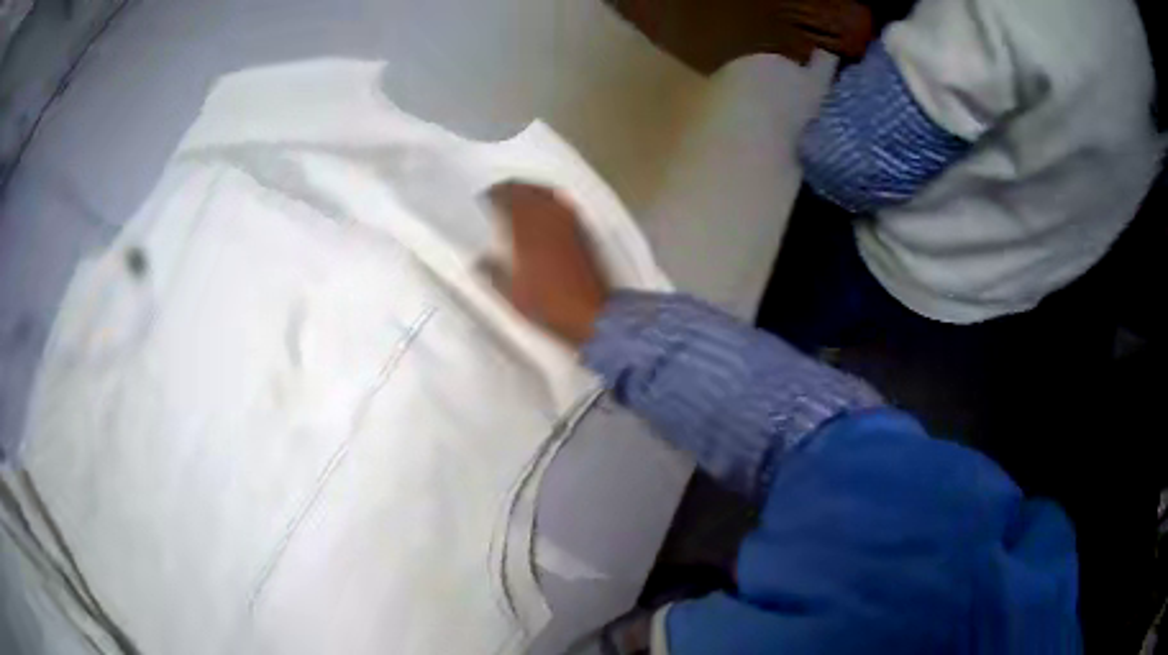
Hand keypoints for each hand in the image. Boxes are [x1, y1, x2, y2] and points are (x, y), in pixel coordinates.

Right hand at [486, 181, 609, 346]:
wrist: (593, 314)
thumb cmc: (551, 308)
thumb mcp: (511, 295)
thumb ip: (492, 272)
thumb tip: (479, 260)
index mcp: (523, 231)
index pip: (503, 199)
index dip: (490, 196)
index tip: (483, 199)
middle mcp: (546, 219)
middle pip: (523, 190)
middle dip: (507, 190)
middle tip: (497, 194)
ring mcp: (567, 221)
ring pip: (542, 192)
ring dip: (527, 191)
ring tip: (517, 196)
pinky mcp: (582, 228)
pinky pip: (560, 202)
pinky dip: (547, 199)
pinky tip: (544, 207)